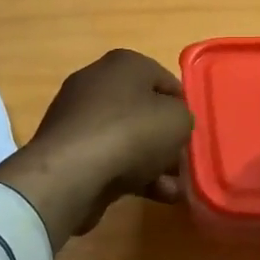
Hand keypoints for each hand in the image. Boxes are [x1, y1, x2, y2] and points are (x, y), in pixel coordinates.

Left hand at [0, 49, 193, 248]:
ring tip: (173, 190)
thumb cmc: (132, 133)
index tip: (193, 133)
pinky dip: (130, 174)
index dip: (183, 107)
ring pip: (127, 138)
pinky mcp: (67, 149)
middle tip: (183, 164)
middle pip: (144, 110)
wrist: (71, 173)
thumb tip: (173, 125)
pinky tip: (153, 196)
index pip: (165, 80)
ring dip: (153, 163)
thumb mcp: (179, 120)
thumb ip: (183, 118)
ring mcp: (78, 117)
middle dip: (166, 139)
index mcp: (124, 63)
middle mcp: (97, 82)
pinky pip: (108, 158)